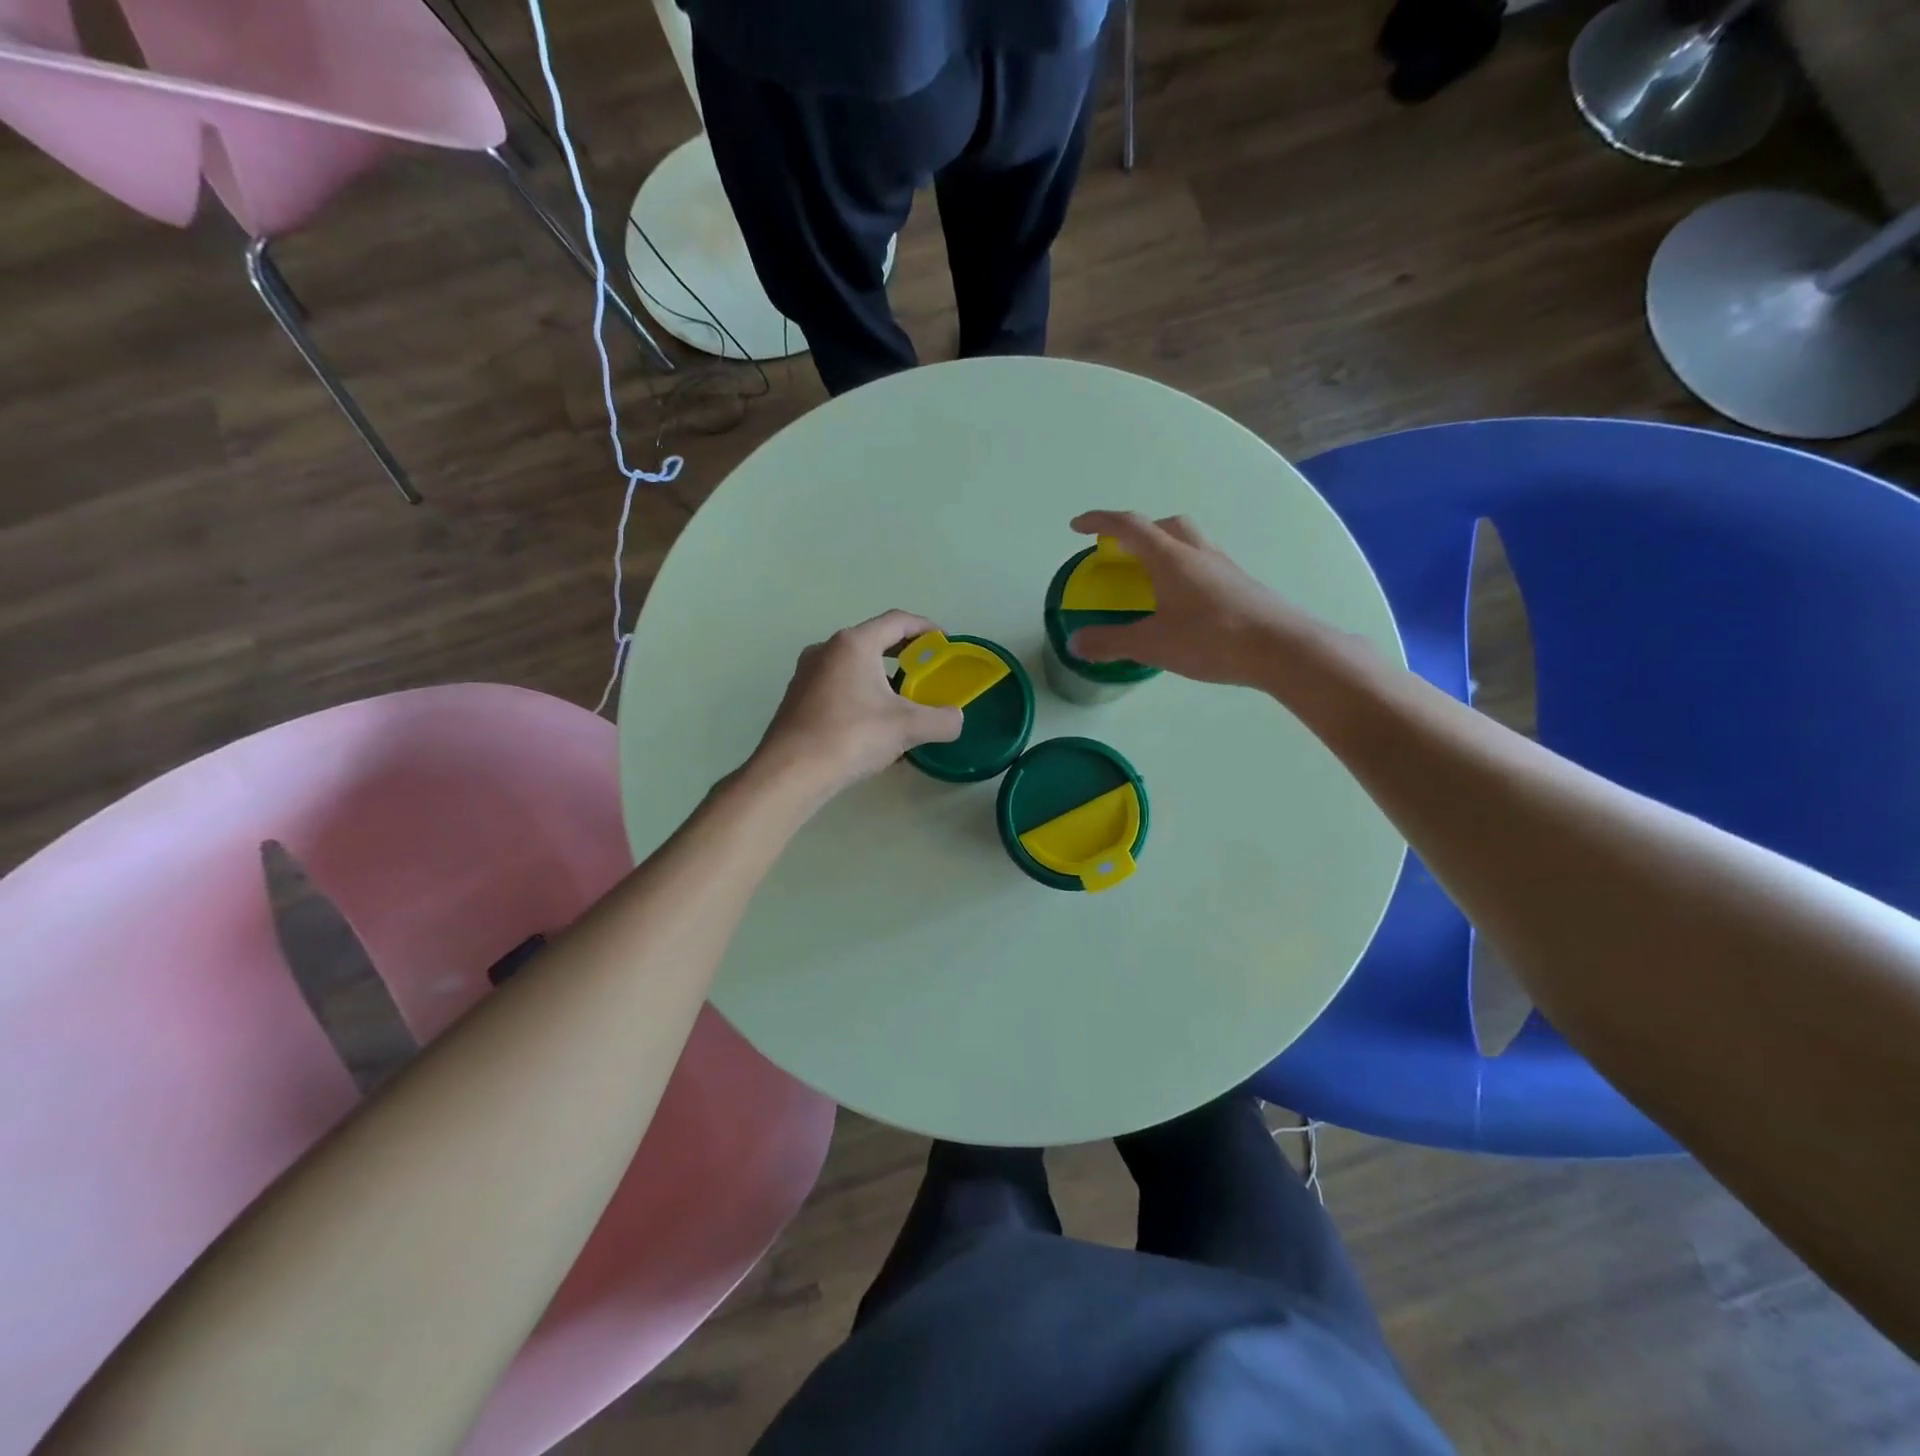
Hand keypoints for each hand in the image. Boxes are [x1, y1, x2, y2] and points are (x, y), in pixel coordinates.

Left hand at [752, 610, 963, 802]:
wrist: (791, 772)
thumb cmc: (851, 737)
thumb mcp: (907, 728)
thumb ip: (942, 720)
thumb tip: (956, 719)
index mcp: (854, 644)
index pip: (898, 621)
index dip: (926, 628)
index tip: (944, 644)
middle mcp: (827, 649)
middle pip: (874, 640)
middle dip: (904, 653)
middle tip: (927, 671)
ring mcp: (807, 673)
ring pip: (854, 664)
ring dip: (881, 676)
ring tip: (902, 701)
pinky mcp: (797, 697)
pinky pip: (838, 684)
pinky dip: (860, 692)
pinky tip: (871, 723)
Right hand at [1067, 511, 1330, 689]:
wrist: (1281, 648)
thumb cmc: (1211, 639)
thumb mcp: (1152, 644)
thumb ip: (1110, 642)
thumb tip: (1075, 643)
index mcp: (1170, 558)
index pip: (1129, 526)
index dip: (1100, 522)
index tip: (1077, 526)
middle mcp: (1198, 553)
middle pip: (1165, 525)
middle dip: (1138, 532)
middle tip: (1121, 553)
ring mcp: (1224, 568)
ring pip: (1189, 543)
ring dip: (1165, 550)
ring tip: (1151, 580)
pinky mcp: (1241, 587)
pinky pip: (1205, 566)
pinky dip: (1185, 573)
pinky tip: (1183, 604)